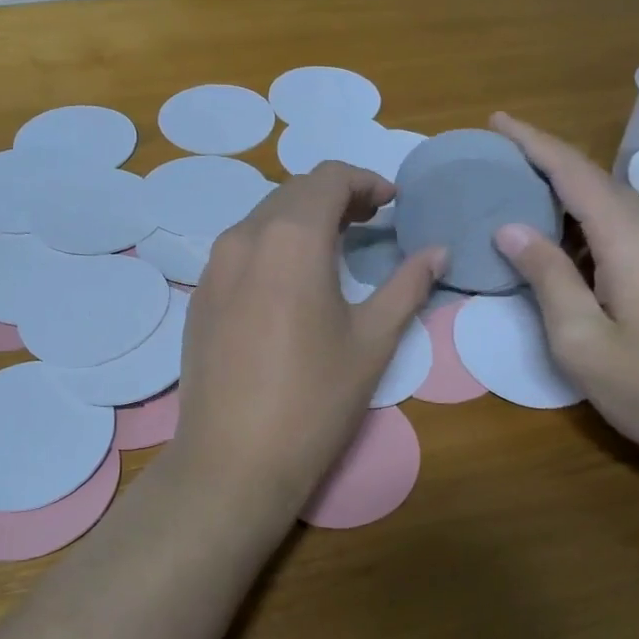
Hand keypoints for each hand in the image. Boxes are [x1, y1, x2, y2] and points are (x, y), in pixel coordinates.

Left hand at [169, 162, 443, 524]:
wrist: (233, 460)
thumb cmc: (314, 400)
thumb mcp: (373, 341)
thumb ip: (407, 286)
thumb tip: (438, 252)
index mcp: (290, 238)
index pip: (328, 178)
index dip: (365, 181)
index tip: (392, 203)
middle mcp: (244, 237)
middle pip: (293, 192)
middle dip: (336, 196)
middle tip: (371, 222)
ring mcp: (214, 266)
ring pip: (263, 218)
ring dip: (302, 220)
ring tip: (336, 248)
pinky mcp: (200, 296)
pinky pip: (241, 249)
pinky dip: (273, 245)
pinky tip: (291, 282)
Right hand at [489, 113, 638, 476]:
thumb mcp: (581, 340)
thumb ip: (547, 277)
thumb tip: (510, 228)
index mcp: (631, 236)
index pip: (573, 170)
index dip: (532, 142)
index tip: (496, 120)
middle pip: (594, 181)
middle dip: (544, 166)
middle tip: (496, 167)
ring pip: (614, 204)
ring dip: (567, 198)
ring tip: (522, 203)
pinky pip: (631, 228)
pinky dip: (592, 224)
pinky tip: (572, 248)